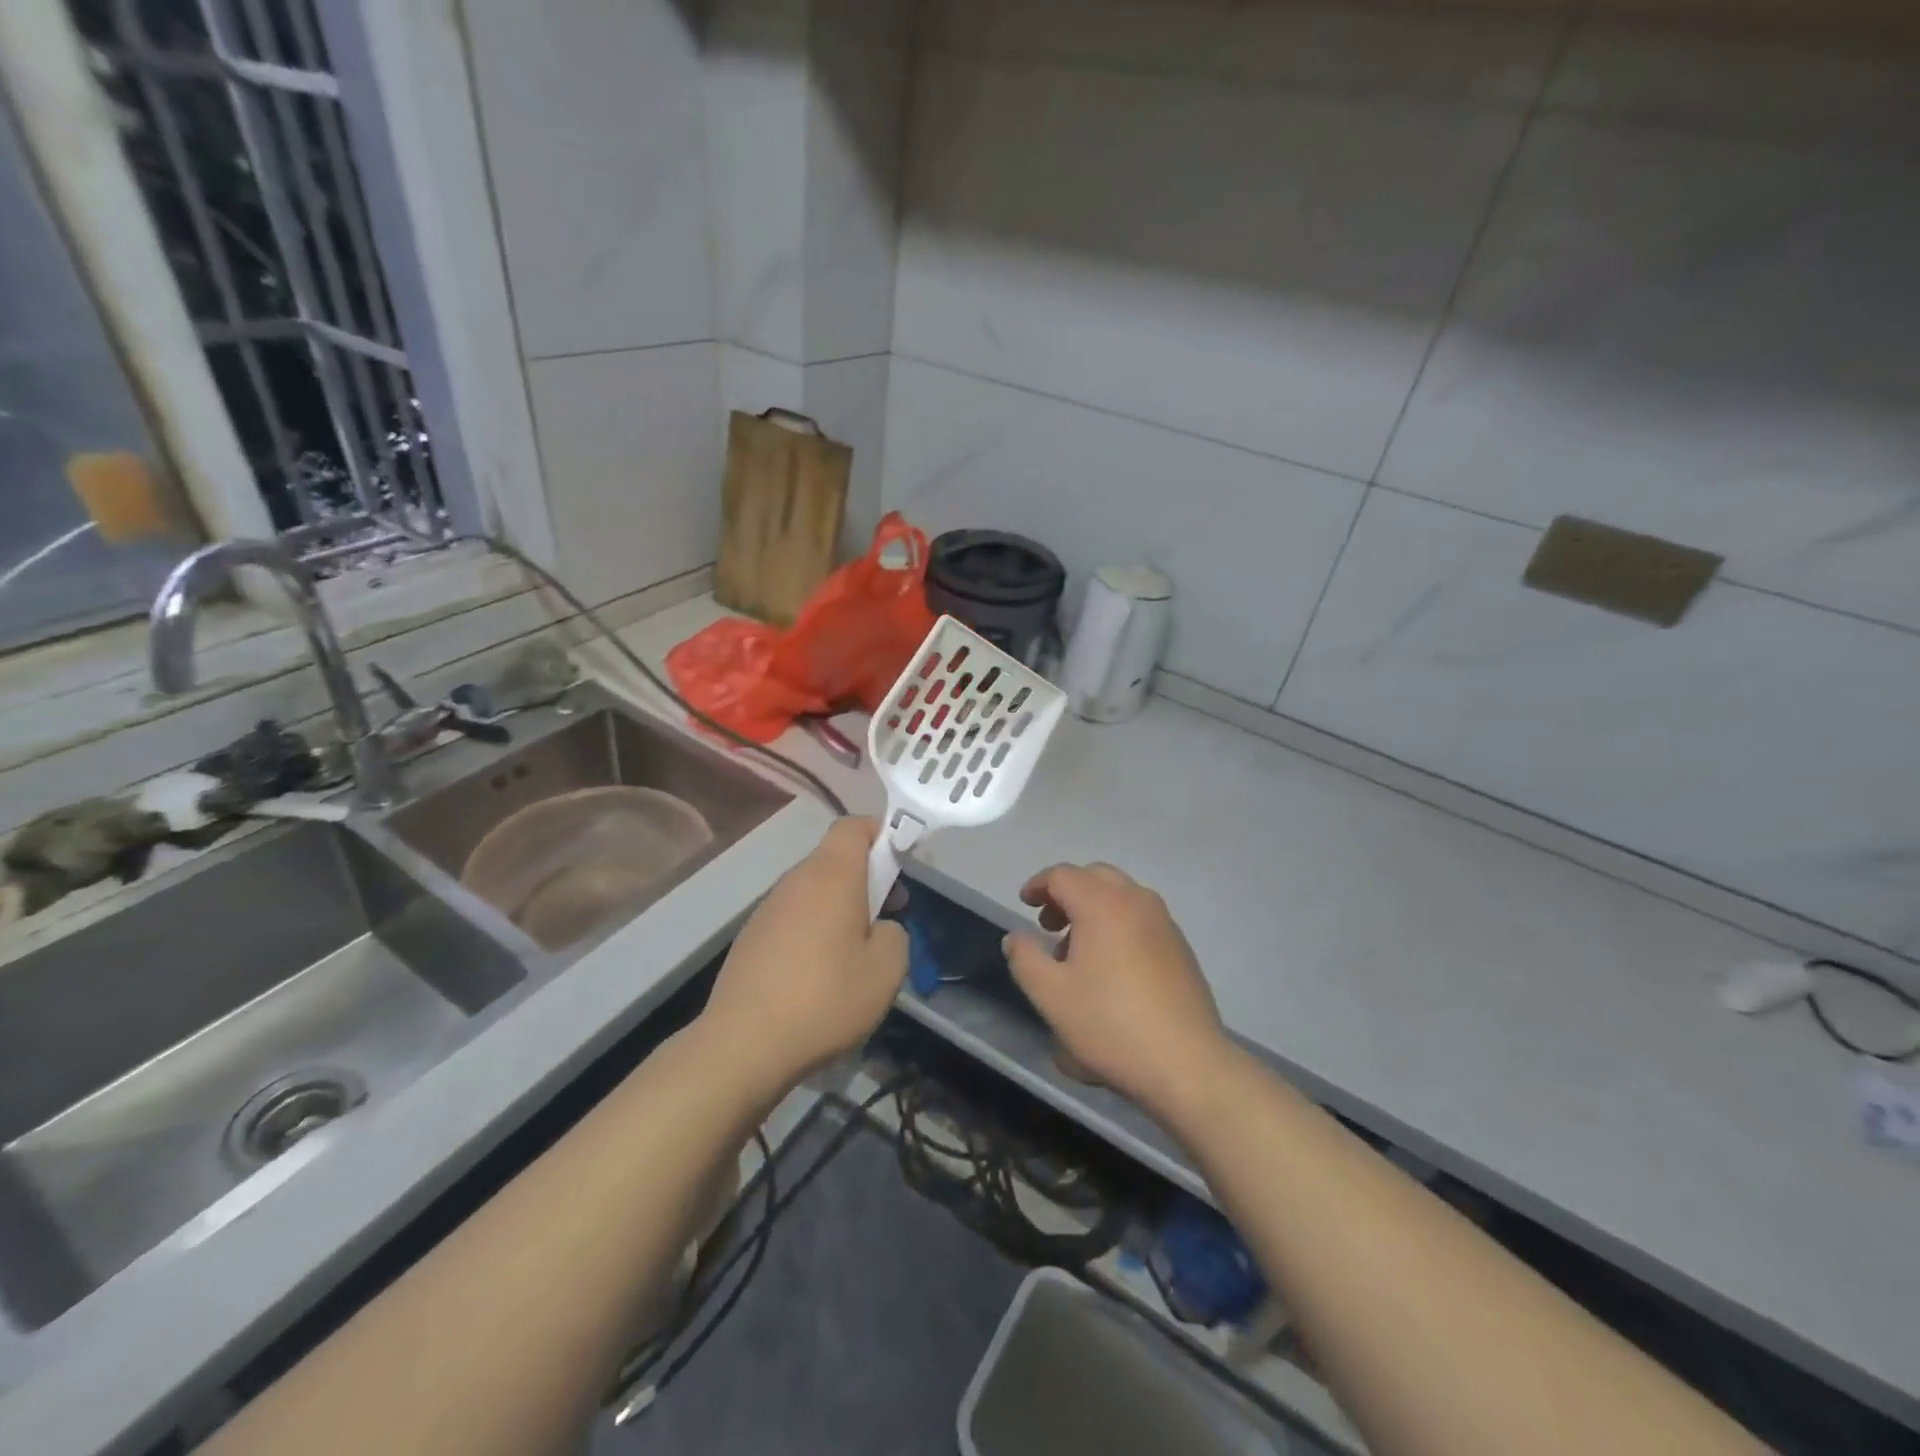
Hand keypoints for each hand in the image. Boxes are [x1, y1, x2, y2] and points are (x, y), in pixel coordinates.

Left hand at [701, 818, 908, 1091]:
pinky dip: (813, 930)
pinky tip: (818, 975)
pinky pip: (793, 917)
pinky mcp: (751, 937)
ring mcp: (768, 909)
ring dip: (839, 907)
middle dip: (866, 878)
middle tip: (887, 916)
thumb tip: (880, 928)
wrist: (743, 1045)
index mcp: (831, 876)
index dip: (880, 833)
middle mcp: (796, 881)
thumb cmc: (824, 999)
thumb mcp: (886, 971)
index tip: (900, 863)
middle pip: (835, 859)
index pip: (853, 826)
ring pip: (814, 890)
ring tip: (855, 953)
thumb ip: (894, 935)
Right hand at [1003, 864, 1226, 1113]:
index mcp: (1102, 904)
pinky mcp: (1180, 946)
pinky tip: (1110, 966)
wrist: (1186, 1064)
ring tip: (1076, 950)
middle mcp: (1136, 901)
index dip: (1038, 885)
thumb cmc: (1109, 1025)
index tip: (1024, 904)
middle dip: (1067, 892)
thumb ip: (1025, 958)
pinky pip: (1141, 916)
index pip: (1063, 875)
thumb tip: (1017, 937)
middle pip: (1094, 876)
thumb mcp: (1050, 995)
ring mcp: (1164, 922)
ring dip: (1093, 907)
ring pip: (1121, 895)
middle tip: (1049, 924)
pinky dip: (1117, 922)